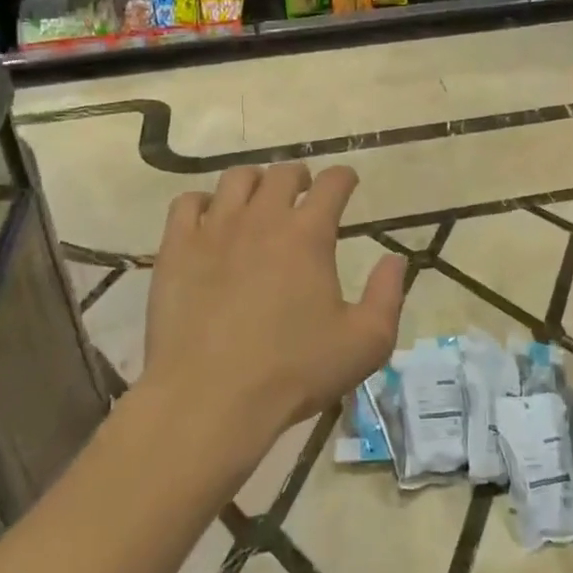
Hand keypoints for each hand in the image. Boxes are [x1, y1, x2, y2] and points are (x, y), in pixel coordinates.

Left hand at [144, 162, 405, 461]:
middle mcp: (262, 218)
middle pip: (283, 173)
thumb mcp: (365, 342)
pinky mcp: (176, 249)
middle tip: (305, 192)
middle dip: (300, 176)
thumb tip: (395, 259)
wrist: (209, 400)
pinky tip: (209, 220)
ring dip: (255, 182)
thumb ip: (388, 295)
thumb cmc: (293, 372)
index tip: (348, 183)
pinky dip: (203, 203)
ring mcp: (214, 230)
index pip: (333, 183)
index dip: (345, 178)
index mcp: (309, 234)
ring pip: (235, 179)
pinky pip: (187, 203)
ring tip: (259, 199)